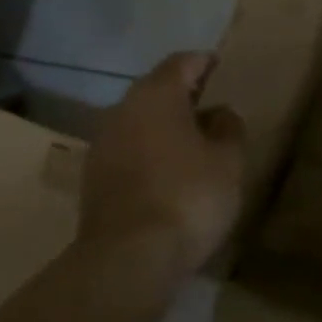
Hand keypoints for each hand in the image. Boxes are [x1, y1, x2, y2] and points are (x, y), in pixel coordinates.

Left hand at [79, 52, 245, 277]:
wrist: (128, 259)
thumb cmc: (188, 195)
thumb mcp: (228, 160)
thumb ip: (228, 128)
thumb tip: (220, 113)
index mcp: (157, 95)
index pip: (182, 63)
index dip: (203, 62)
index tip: (220, 67)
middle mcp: (123, 110)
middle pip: (156, 90)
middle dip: (183, 94)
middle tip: (211, 105)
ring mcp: (102, 145)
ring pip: (139, 121)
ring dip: (164, 125)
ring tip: (194, 141)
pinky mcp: (93, 179)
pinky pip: (128, 150)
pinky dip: (149, 151)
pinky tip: (169, 172)